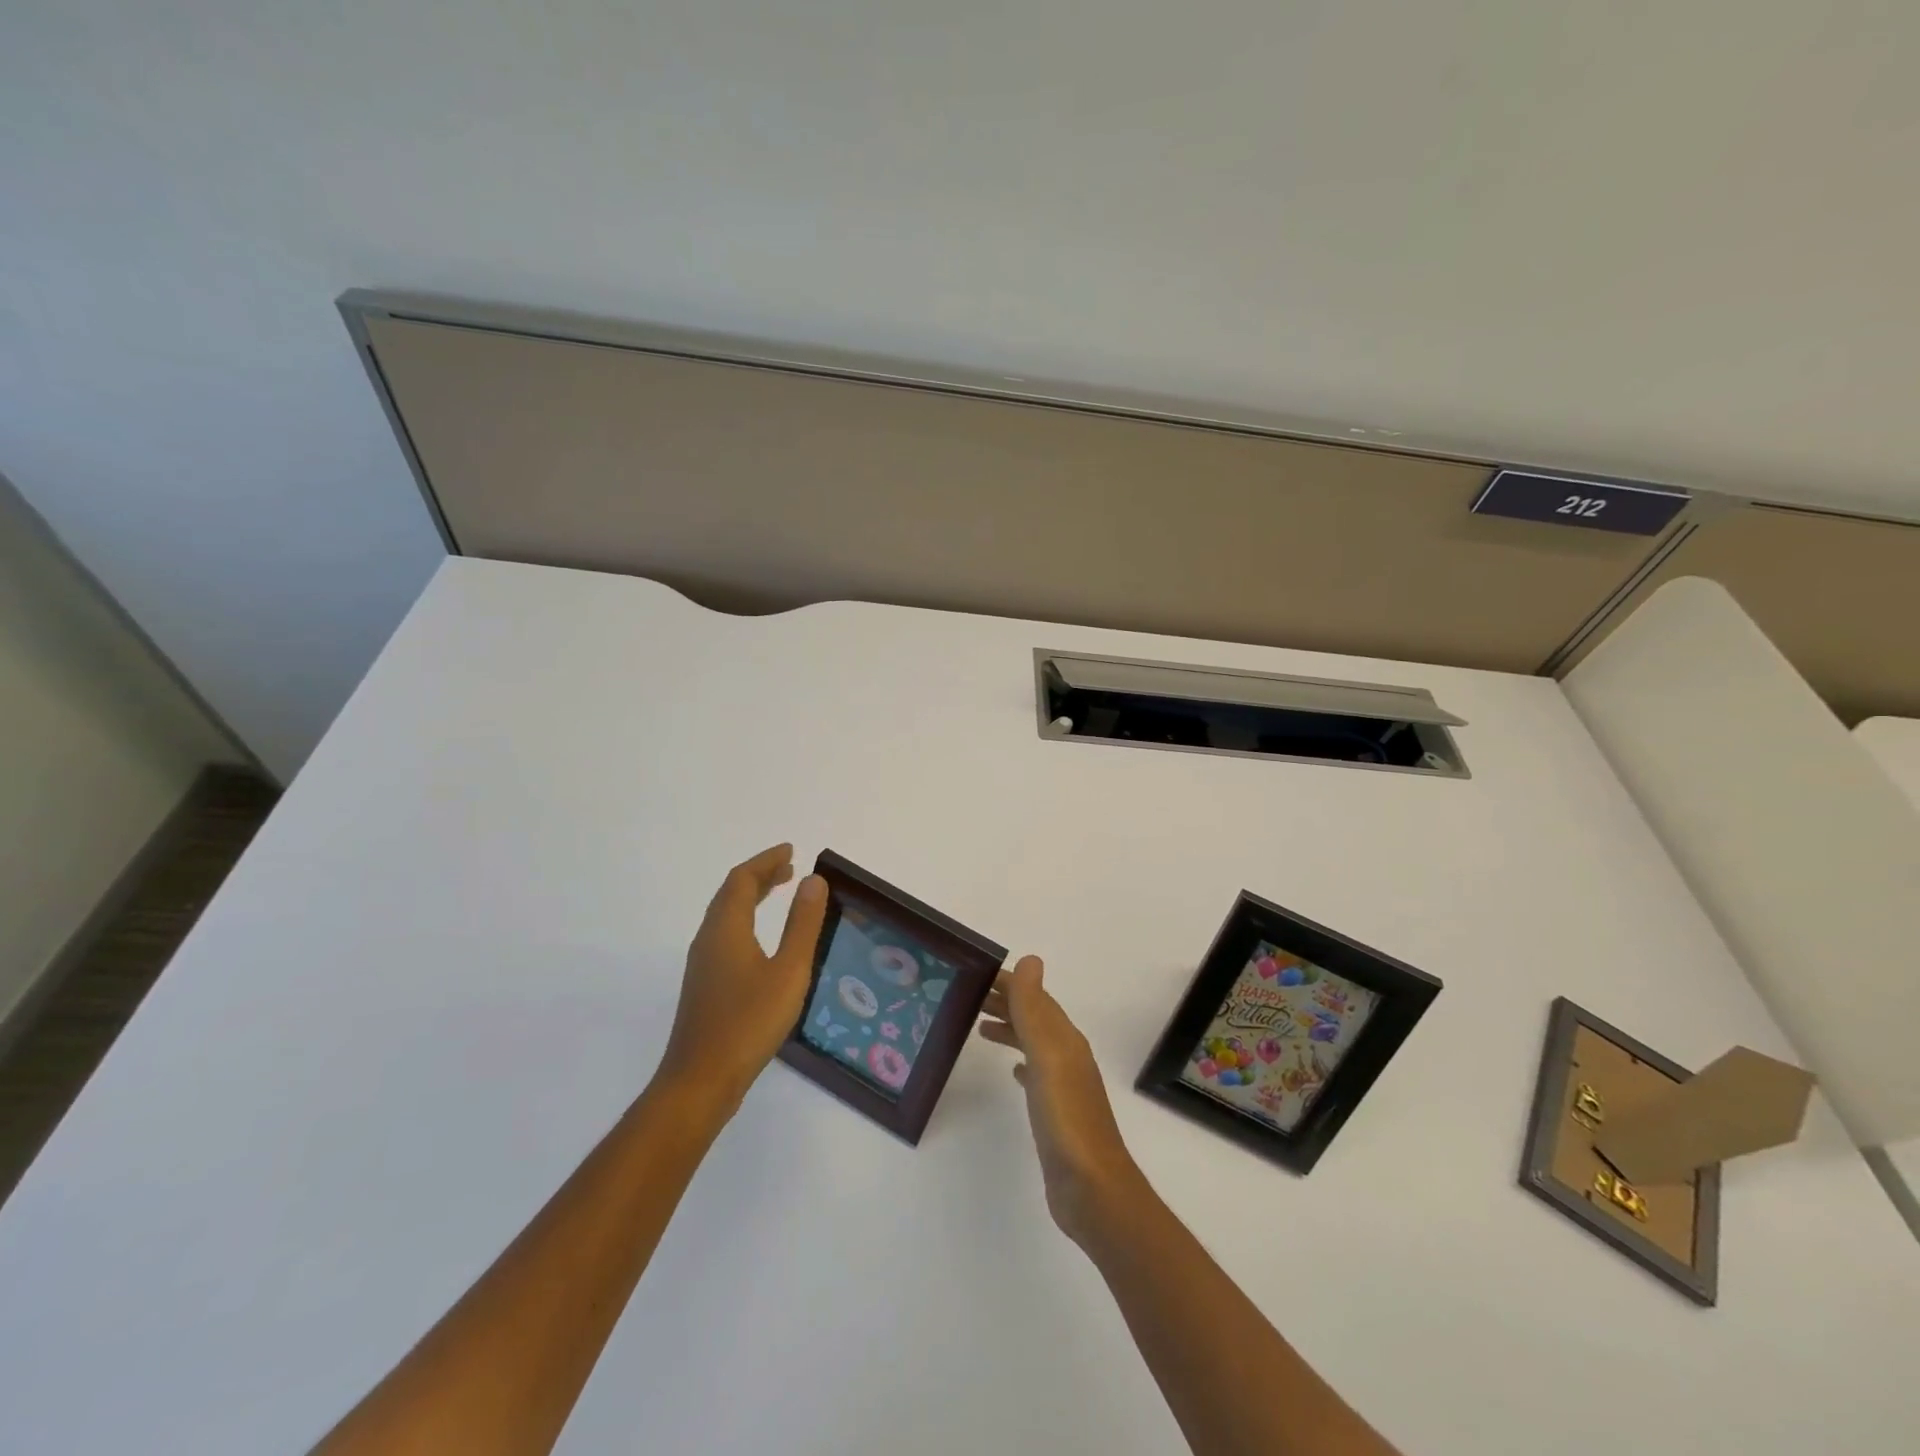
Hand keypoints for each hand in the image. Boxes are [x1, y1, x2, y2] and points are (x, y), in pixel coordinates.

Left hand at [658, 845, 828, 1112]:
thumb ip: (802, 924)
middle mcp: (708, 938)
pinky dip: (745, 919)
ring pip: (725, 914)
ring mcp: (702, 963)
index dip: (765, 861)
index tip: (790, 851)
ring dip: (751, 897)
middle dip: (759, 876)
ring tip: (780, 892)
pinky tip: (761, 939)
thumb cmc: (749, 1022)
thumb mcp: (788, 971)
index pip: (742, 879)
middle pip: (731, 893)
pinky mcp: (704, 985)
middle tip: (789, 868)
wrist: (700, 1081)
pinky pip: (724, 934)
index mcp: (726, 928)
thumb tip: (812, 881)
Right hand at [977, 956, 1142, 1244]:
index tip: (976, 974)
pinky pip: (1036, 1075)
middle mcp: (1067, 1057)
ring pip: (1034, 1045)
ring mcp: (1064, 1087)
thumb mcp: (1047, 1056)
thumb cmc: (1066, 1119)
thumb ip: (1035, 1010)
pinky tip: (1013, 1072)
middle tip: (968, 998)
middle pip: (1035, 1018)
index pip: (1035, 998)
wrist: (1091, 1189)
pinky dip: (1021, 1063)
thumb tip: (1030, 959)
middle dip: (1006, 1003)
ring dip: (1011, 1030)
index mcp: (1066, 1040)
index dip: (1009, 983)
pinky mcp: (1056, 1115)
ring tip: (980, 1028)